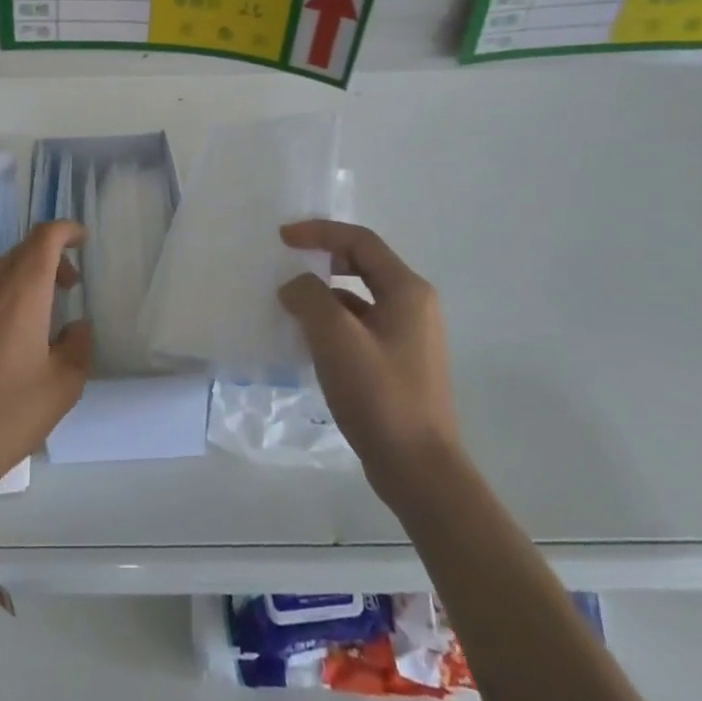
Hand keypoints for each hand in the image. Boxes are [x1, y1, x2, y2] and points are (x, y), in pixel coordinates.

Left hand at [0, 222, 92, 506]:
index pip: (43, 239)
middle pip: (20, 251)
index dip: (65, 230)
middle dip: (49, 257)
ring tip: (42, 311)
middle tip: (70, 286)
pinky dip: (3, 294)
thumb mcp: (64, 386)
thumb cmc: (8, 415)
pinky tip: (10, 335)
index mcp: (21, 293)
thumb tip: (75, 326)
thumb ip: (78, 346)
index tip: (83, 240)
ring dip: (24, 276)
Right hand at [278, 221, 458, 475]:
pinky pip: (360, 326)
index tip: (282, 238)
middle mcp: (413, 305)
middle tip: (286, 264)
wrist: (419, 469)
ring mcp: (408, 336)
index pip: (360, 241)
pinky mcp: (398, 363)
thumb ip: (309, 298)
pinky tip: (307, 341)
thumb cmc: (380, 395)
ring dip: (324, 294)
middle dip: (322, 259)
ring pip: (359, 297)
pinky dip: (332, 323)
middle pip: (362, 264)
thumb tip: (294, 286)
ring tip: (288, 305)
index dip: (319, 232)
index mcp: (407, 290)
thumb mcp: (336, 338)